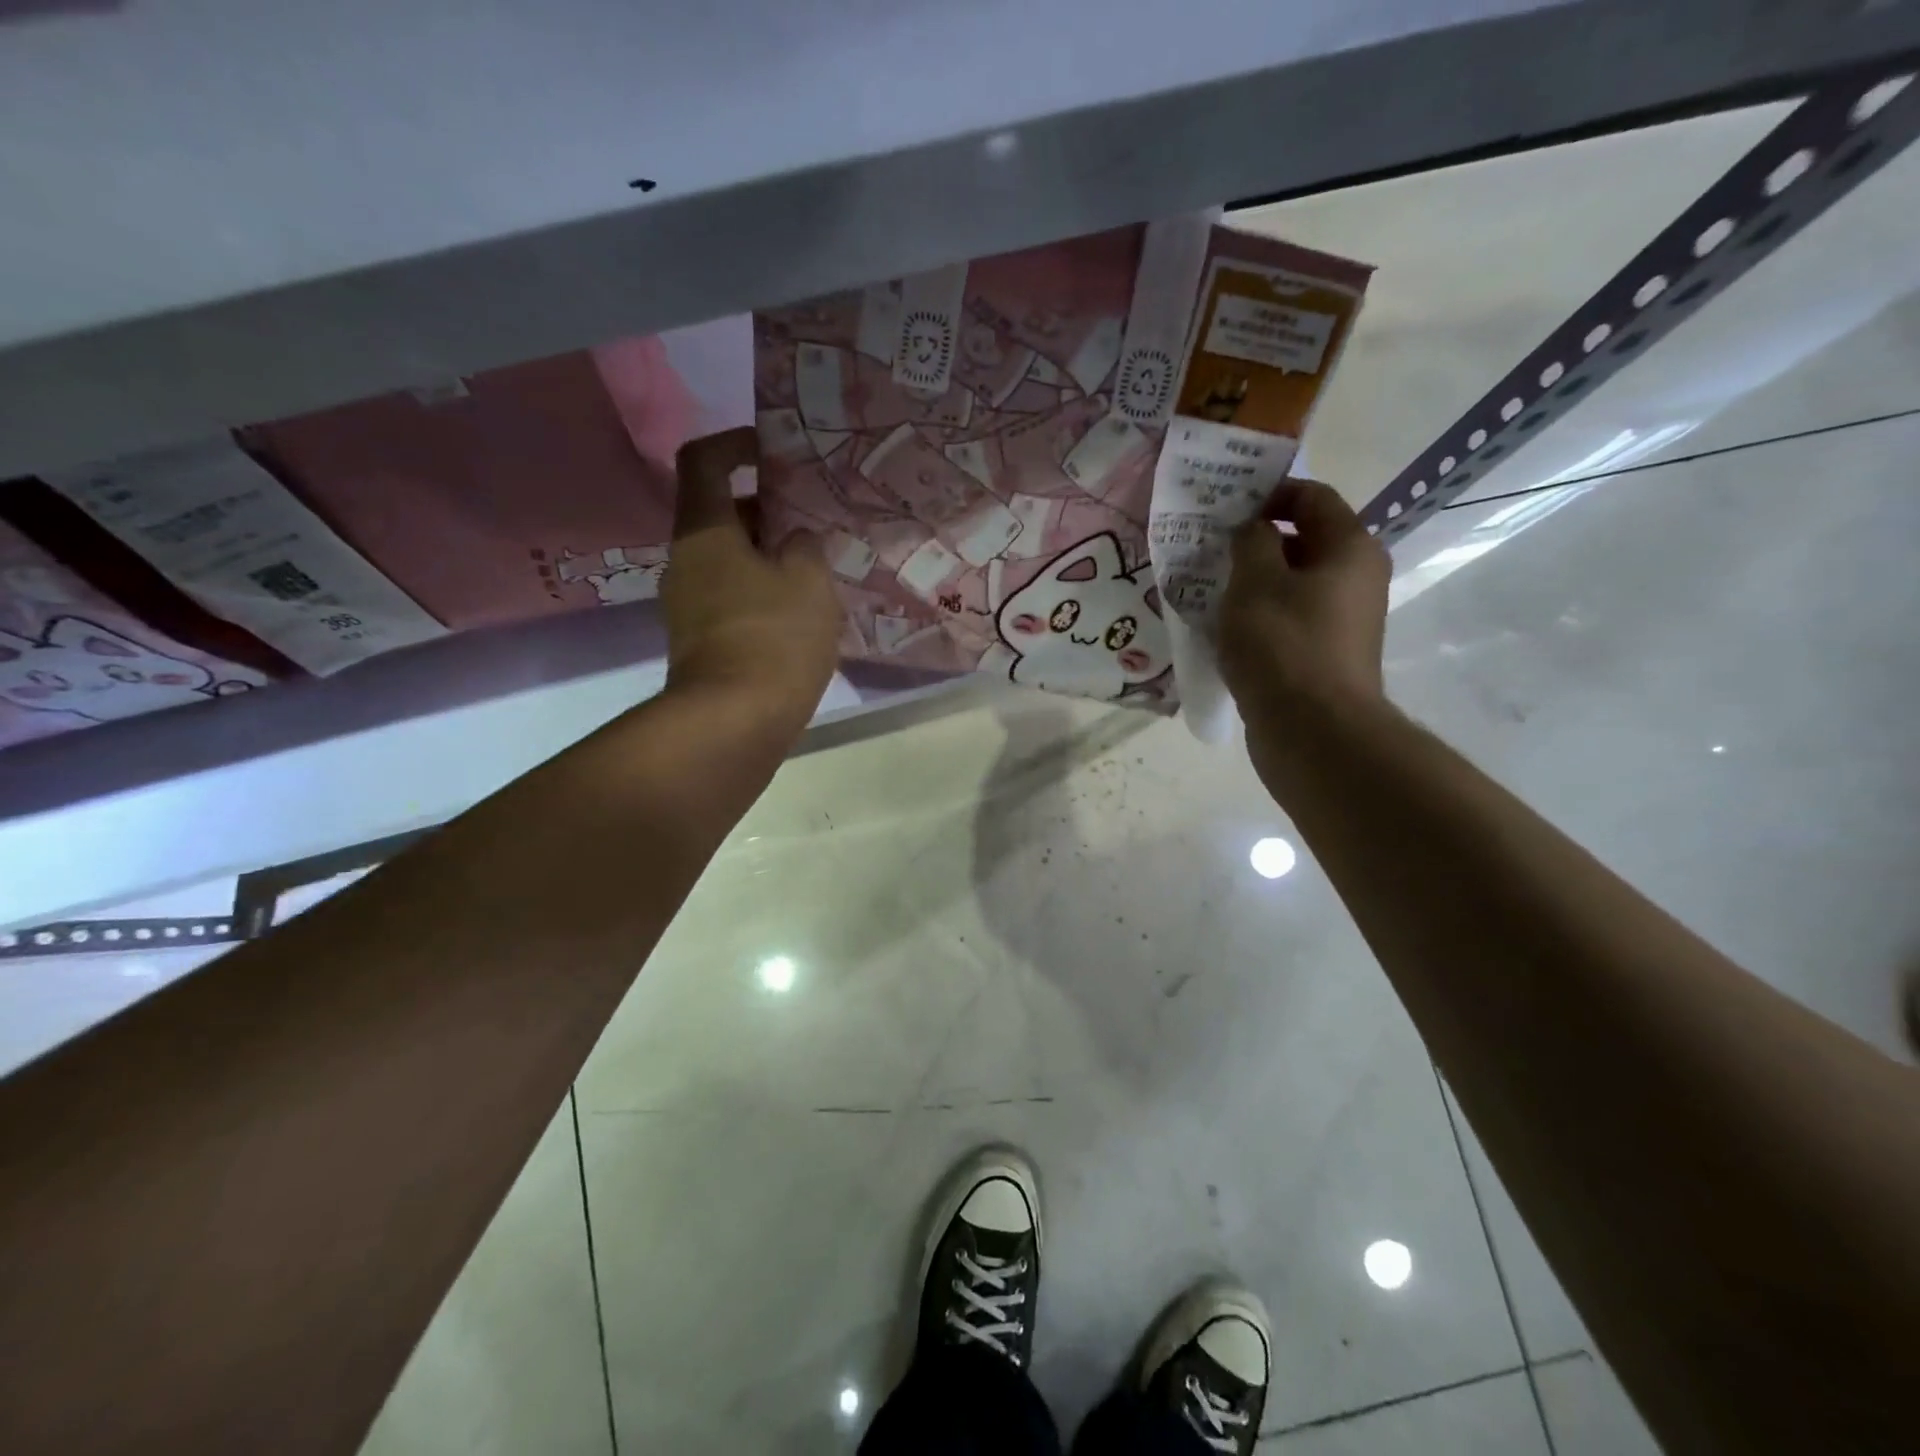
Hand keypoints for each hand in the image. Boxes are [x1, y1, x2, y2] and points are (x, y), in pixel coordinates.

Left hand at [661, 428, 842, 721]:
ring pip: (728, 559)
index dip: (736, 443)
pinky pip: (732, 597)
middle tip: (812, 521)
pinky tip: (800, 612)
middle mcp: (685, 561)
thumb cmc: (774, 637)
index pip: (703, 460)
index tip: (773, 452)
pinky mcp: (700, 641)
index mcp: (704, 531)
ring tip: (815, 570)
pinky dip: (762, 592)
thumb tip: (795, 540)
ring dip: (768, 556)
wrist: (735, 721)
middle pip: (720, 513)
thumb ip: (805, 546)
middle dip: (766, 510)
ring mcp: (687, 605)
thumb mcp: (809, 580)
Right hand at [1218, 478, 1390, 739]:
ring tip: (1208, 591)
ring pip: (1293, 586)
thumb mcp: (1255, 581)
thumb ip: (1251, 542)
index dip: (1268, 493)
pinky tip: (1224, 631)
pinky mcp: (1325, 655)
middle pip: (1304, 542)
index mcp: (1350, 548)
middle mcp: (1357, 578)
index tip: (1225, 507)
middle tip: (1209, 550)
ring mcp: (1343, 621)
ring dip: (1253, 584)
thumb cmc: (1283, 644)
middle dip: (1255, 543)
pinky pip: (1289, 621)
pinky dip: (1259, 618)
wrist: (1313, 730)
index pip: (1312, 497)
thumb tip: (1254, 530)